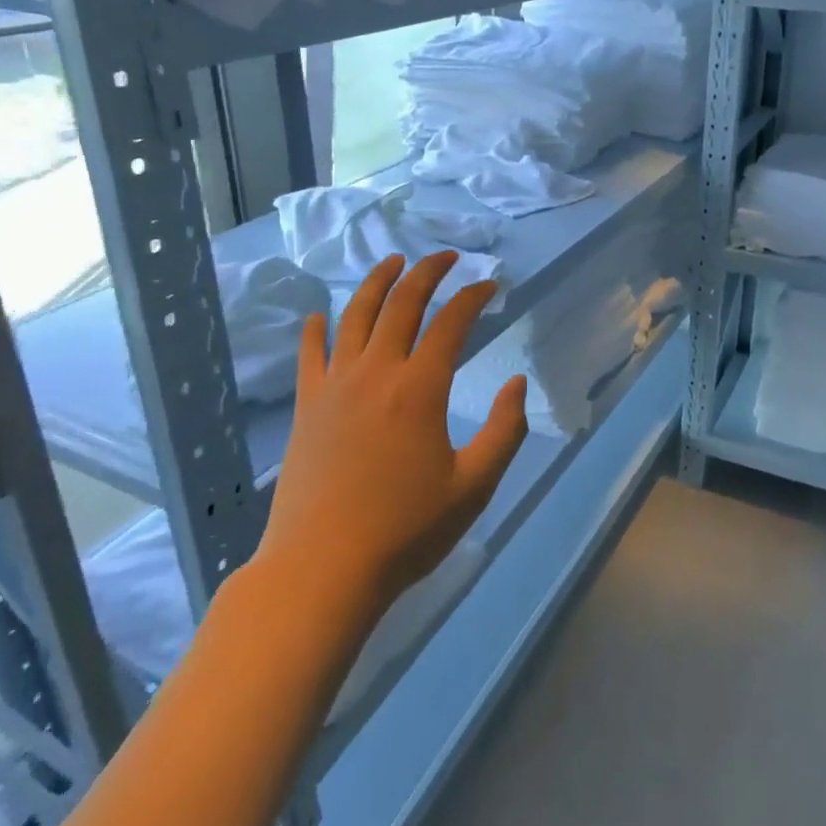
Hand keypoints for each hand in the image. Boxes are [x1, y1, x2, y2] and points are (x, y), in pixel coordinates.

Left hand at [256, 252, 528, 606]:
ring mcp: (335, 387)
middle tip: (446, 257)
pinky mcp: (307, 407)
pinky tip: (321, 314)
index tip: (491, 286)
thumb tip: (517, 383)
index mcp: (420, 388)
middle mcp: (376, 373)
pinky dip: (317, 329)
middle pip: (402, 304)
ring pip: (355, 317)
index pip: (451, 323)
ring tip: (393, 262)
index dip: (473, 297)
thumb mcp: (475, 485)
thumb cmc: (406, 530)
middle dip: (428, 272)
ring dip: (377, 283)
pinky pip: (310, 354)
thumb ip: (504, 430)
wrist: (322, 568)